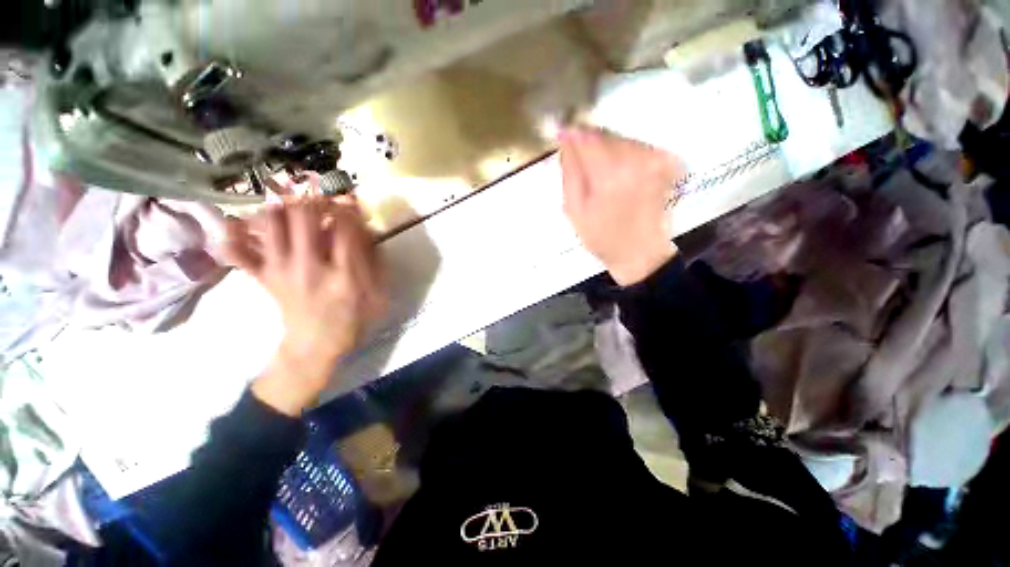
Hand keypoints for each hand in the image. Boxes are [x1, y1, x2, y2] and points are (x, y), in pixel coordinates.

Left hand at [224, 198, 386, 414]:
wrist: (316, 346)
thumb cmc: (353, 320)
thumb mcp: (378, 294)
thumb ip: (376, 261)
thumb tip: (366, 229)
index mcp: (343, 274)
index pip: (344, 228)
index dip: (347, 206)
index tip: (350, 198)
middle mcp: (309, 267)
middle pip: (303, 217)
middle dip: (313, 196)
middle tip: (319, 191)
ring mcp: (280, 270)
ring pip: (272, 223)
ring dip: (281, 205)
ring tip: (290, 198)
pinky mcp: (262, 277)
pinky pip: (238, 251)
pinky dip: (233, 233)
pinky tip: (238, 221)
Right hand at [560, 127, 682, 285]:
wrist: (639, 253)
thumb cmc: (601, 236)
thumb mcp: (573, 210)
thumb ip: (570, 172)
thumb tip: (566, 140)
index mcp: (609, 175)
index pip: (586, 137)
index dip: (572, 133)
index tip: (561, 134)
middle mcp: (635, 160)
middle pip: (605, 134)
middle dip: (589, 142)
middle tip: (580, 160)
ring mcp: (655, 160)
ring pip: (621, 138)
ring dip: (607, 148)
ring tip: (600, 172)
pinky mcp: (666, 162)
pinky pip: (637, 146)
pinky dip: (624, 154)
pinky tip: (619, 174)